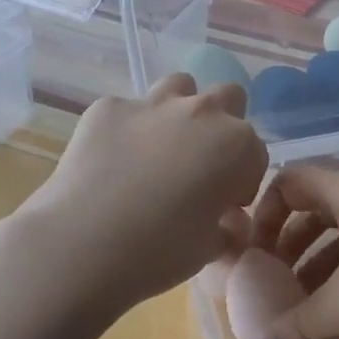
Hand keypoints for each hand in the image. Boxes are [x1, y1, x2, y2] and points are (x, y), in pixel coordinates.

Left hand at [17, 74, 268, 312]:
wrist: (82, 244)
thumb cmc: (159, 251)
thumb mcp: (207, 249)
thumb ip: (226, 229)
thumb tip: (227, 224)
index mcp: (236, 145)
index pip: (256, 153)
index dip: (243, 181)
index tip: (225, 205)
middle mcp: (201, 112)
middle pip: (229, 98)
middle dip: (222, 125)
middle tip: (201, 165)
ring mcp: (151, 104)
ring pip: (180, 86)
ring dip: (179, 110)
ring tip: (160, 149)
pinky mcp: (108, 108)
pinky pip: (128, 110)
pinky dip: (128, 129)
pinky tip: (112, 161)